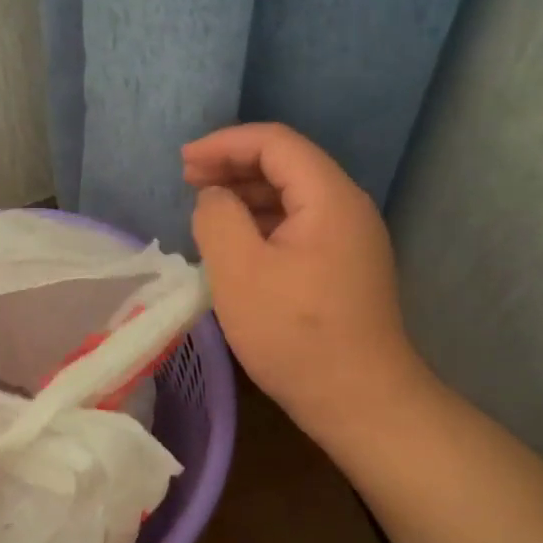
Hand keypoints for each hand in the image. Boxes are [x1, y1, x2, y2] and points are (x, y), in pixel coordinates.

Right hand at [184, 123, 432, 447]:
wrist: (358, 399)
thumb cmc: (295, 333)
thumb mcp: (239, 271)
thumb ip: (217, 218)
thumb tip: (214, 198)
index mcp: (329, 198)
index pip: (275, 143)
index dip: (224, 144)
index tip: (183, 162)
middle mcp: (347, 208)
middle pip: (287, 164)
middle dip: (234, 165)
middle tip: (188, 181)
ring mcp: (350, 239)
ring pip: (292, 196)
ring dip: (246, 194)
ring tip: (205, 209)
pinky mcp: (343, 267)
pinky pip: (298, 226)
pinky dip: (262, 223)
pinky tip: (235, 243)